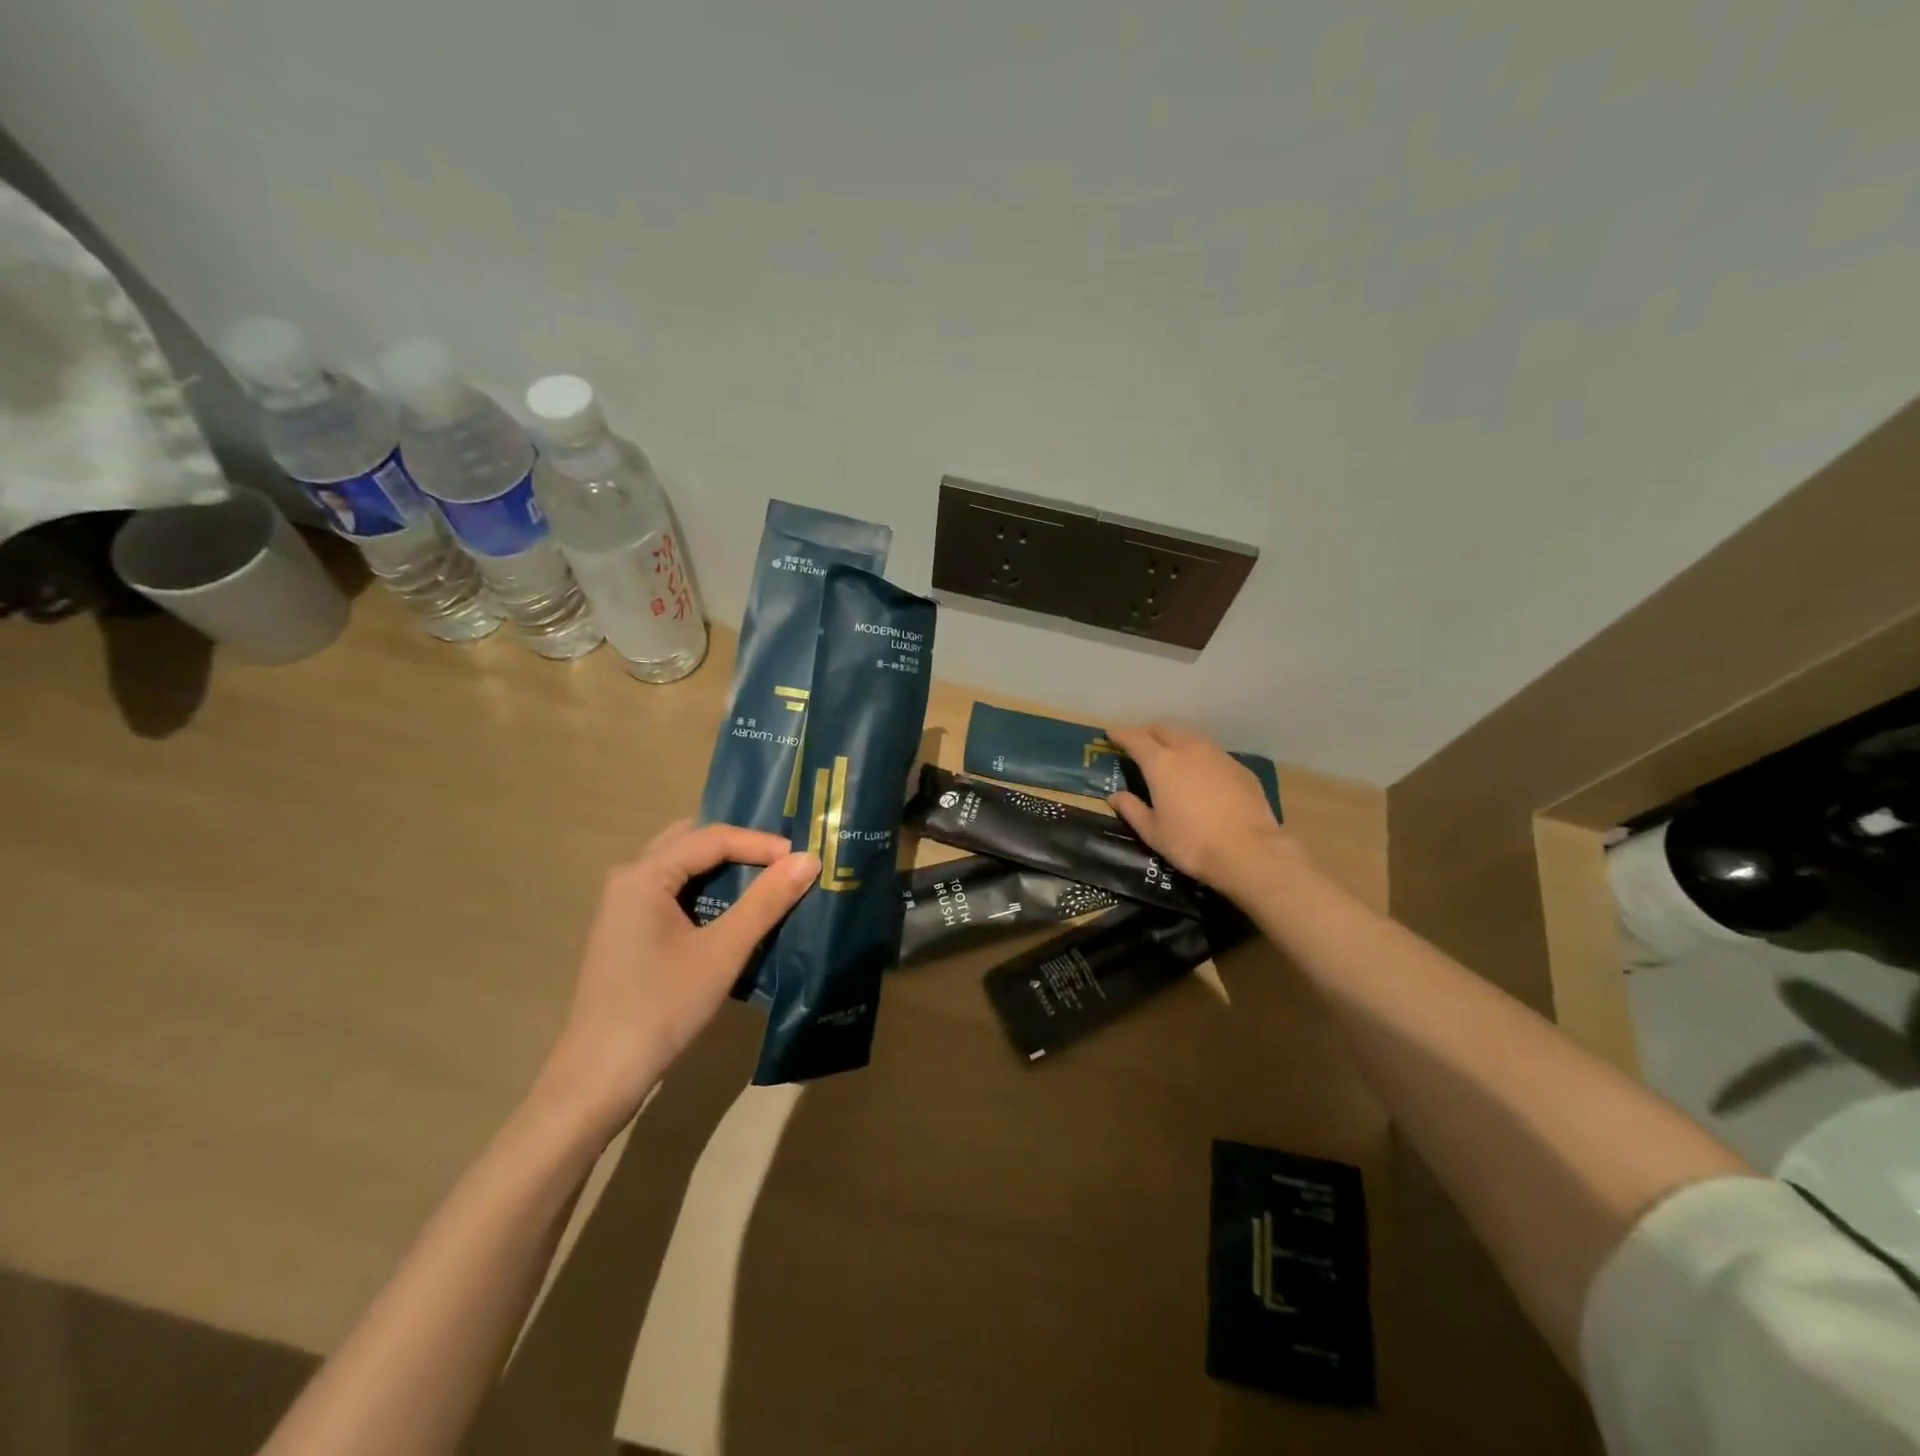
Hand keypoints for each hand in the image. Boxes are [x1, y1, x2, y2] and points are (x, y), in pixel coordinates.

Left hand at [532, 821, 818, 1130]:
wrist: (600, 1077)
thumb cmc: (662, 1008)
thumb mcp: (723, 952)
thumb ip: (766, 901)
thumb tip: (809, 860)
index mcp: (644, 875)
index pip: (711, 838)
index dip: (760, 843)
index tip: (802, 859)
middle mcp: (628, 879)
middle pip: (691, 842)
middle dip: (739, 846)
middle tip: (784, 858)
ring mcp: (623, 906)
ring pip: (681, 867)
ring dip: (722, 868)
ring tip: (767, 878)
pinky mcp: (627, 931)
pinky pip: (672, 891)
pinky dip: (706, 890)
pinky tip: (733, 910)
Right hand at [1106, 725, 1298, 898]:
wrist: (1249, 851)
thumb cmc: (1191, 843)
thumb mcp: (1153, 832)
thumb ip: (1131, 810)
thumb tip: (1115, 797)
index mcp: (1162, 764)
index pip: (1136, 740)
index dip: (1121, 735)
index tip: (1111, 733)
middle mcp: (1189, 750)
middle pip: (1164, 729)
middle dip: (1148, 731)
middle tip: (1139, 740)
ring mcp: (1217, 756)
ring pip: (1190, 736)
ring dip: (1174, 739)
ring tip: (1169, 750)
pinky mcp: (1239, 767)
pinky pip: (1211, 752)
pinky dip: (1198, 754)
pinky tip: (1200, 770)